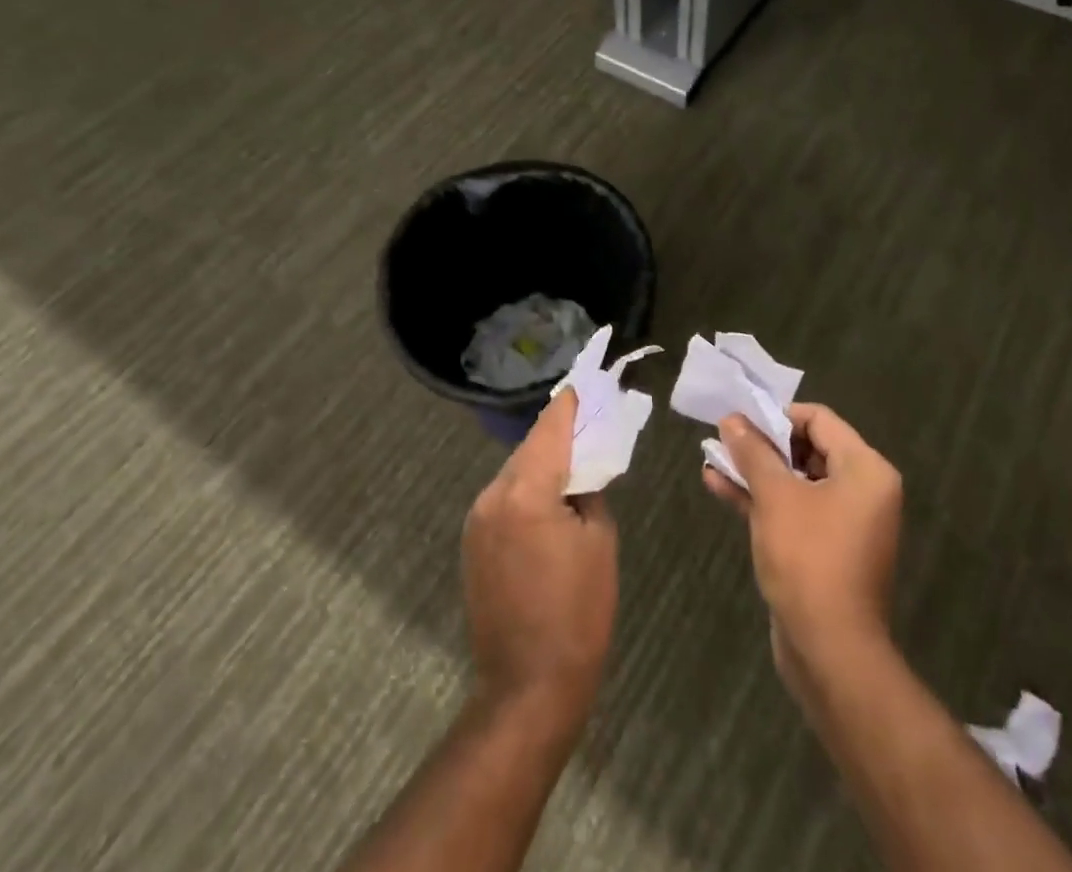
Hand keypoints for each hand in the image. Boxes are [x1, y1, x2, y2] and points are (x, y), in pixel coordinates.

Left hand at [462, 391, 618, 723]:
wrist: (528, 688)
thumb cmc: (578, 614)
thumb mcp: (599, 543)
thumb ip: (589, 492)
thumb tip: (580, 474)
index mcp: (525, 492)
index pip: (550, 429)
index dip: (569, 405)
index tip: (584, 383)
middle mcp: (492, 496)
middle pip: (530, 449)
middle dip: (558, 435)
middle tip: (588, 424)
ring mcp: (476, 521)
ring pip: (515, 473)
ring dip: (542, 464)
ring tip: (573, 463)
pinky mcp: (472, 543)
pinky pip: (504, 499)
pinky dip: (527, 490)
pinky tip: (549, 501)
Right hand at [704, 402, 901, 679]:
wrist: (830, 651)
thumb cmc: (809, 559)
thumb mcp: (775, 496)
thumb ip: (753, 452)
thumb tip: (732, 419)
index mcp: (865, 470)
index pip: (819, 419)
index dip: (777, 415)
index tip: (741, 420)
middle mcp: (862, 491)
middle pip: (808, 448)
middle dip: (763, 443)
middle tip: (724, 438)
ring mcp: (844, 523)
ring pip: (795, 481)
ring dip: (756, 470)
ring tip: (713, 457)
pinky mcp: (824, 549)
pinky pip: (792, 510)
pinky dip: (761, 498)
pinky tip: (718, 486)